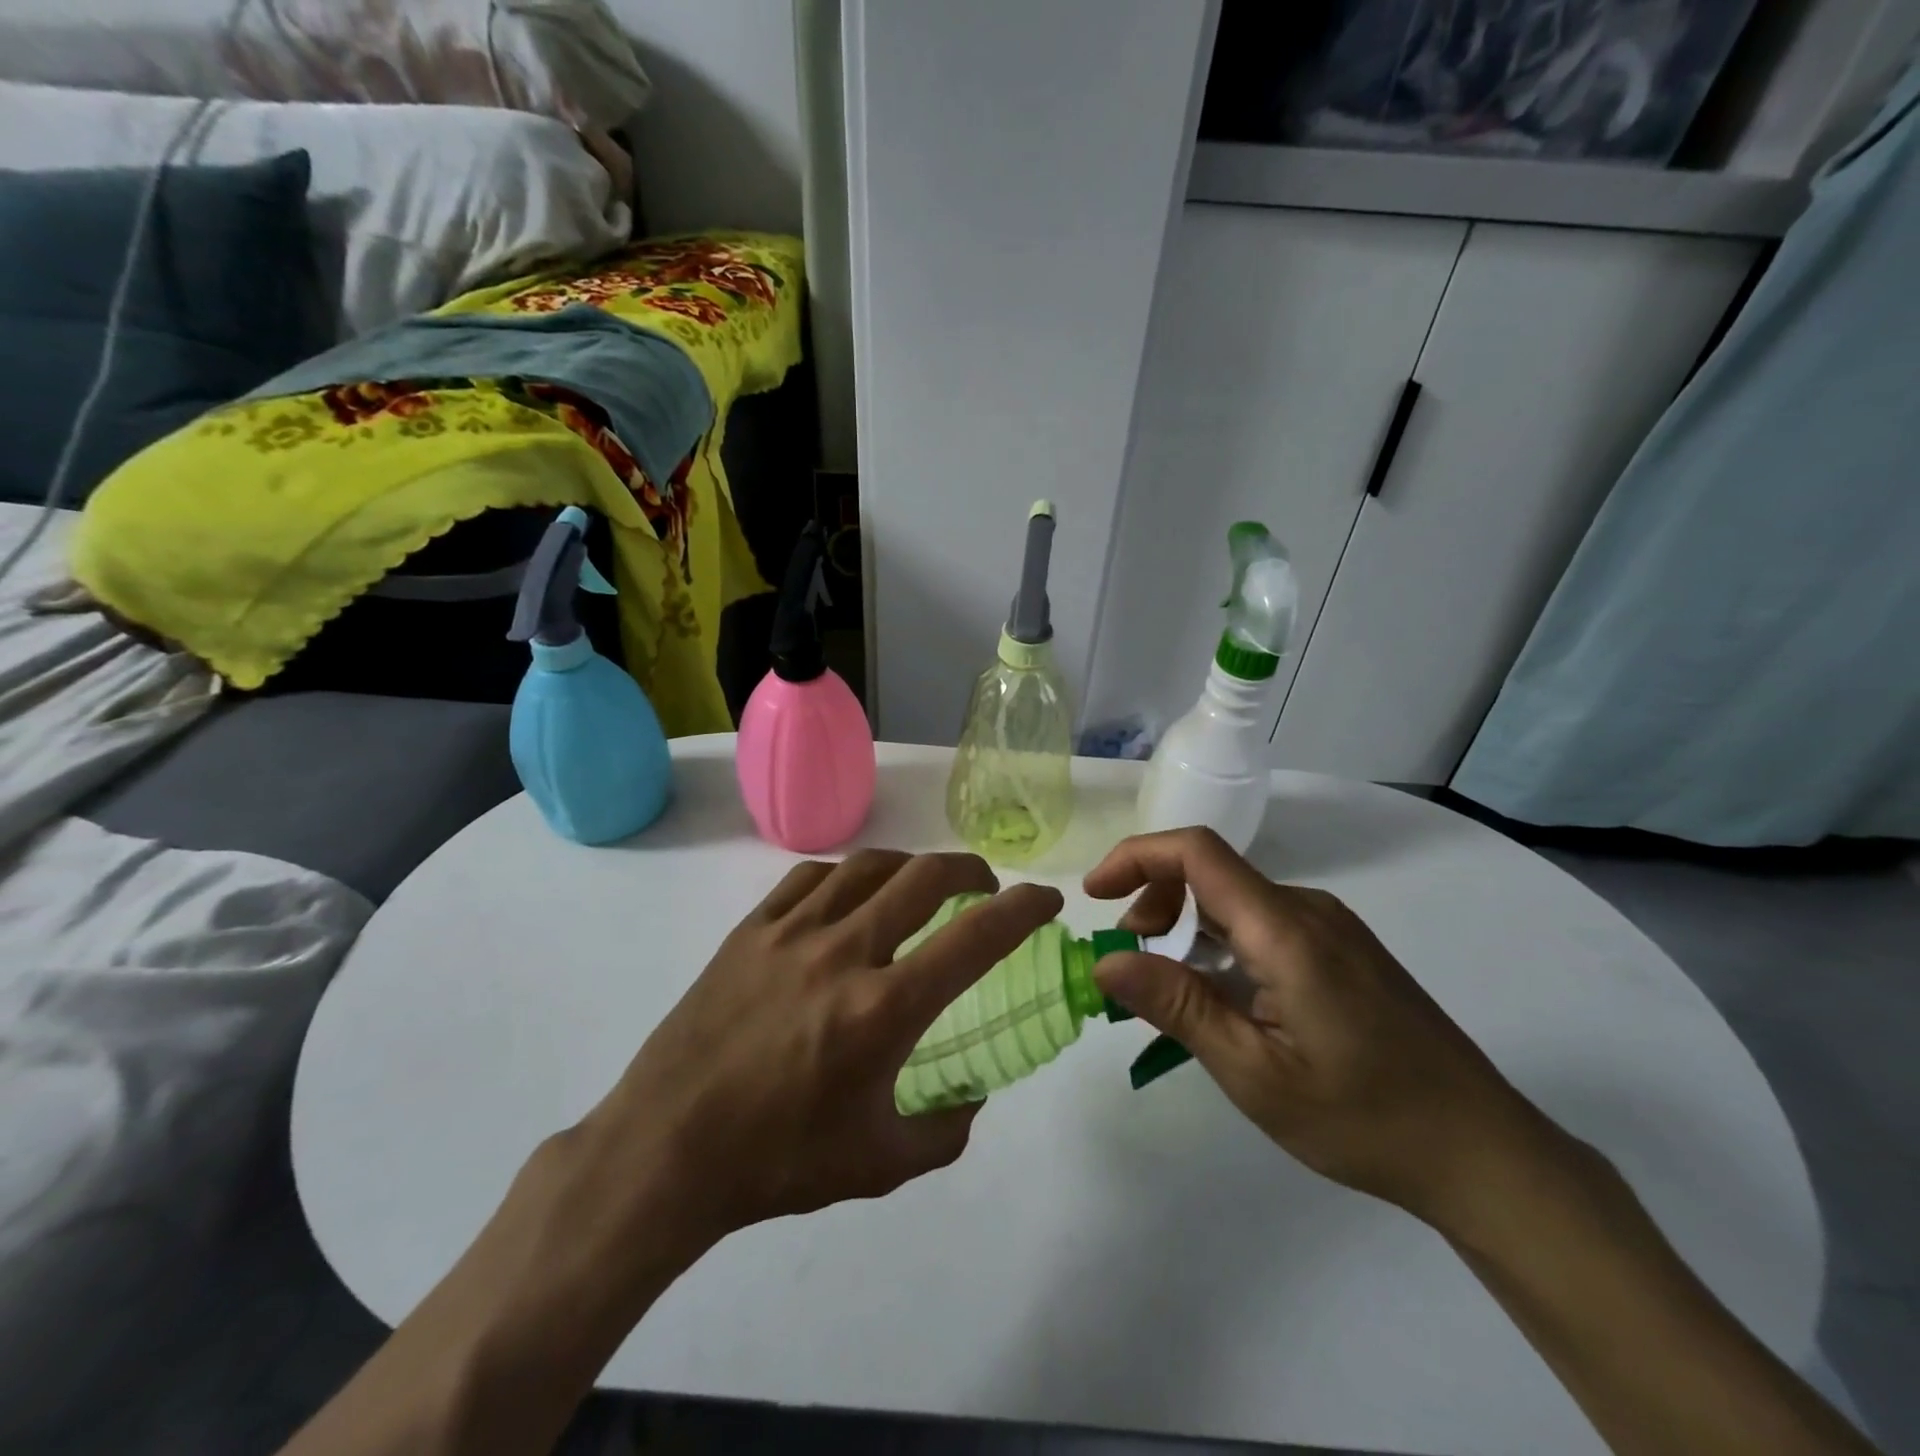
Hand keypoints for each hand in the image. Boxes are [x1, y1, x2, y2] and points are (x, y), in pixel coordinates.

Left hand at [563, 850, 1063, 1258]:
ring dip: (910, 865)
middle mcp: (843, 952)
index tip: (1045, 899)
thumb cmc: (777, 1163)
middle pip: (925, 877)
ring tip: (922, 884)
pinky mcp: (750, 929)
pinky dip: (847, 875)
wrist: (665, 1150)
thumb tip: (973, 1093)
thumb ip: (946, 1129)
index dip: (1023, 909)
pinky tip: (850, 894)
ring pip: (868, 865)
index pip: (975, 938)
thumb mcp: (880, 1164)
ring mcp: (791, 932)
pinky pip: (811, 877)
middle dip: (970, 870)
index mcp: (882, 1010)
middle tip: (984, 886)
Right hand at [1085, 828, 1548, 1229]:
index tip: (1094, 896)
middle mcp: (1308, 910)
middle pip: (1210, 874)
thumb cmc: (1364, 1118)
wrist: (1485, 1153)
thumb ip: (1177, 1006)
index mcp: (1285, 929)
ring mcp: (1331, 928)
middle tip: (1130, 966)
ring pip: (1234, 901)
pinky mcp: (1343, 950)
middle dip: (1153, 905)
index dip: (1135, 857)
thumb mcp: (1254, 1073)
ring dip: (1185, 930)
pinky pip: (1263, 925)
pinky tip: (1223, 1001)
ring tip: (1170, 994)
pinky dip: (1220, 945)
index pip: (1196, 852)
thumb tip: (1106, 961)